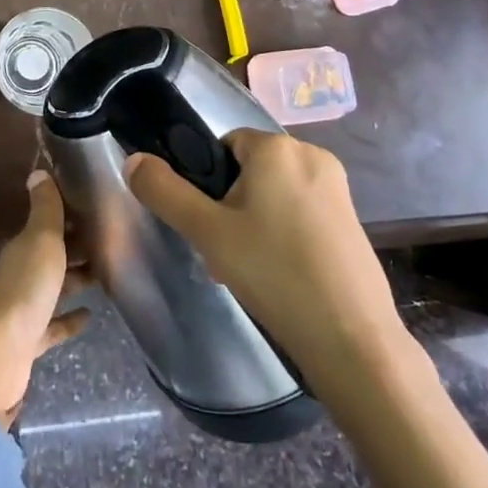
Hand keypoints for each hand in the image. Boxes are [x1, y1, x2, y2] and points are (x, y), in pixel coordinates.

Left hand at [0, 171, 91, 421]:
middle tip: (112, 243)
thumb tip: (37, 170)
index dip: (72, 216)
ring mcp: (24, 309)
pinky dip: (70, 319)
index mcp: (24, 247)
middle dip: (78, 247)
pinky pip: (53, 326)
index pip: (49, 224)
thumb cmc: (25, 288)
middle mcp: (22, 273)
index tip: (99, 210)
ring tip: (108, 274)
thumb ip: (45, 208)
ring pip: (55, 288)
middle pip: (53, 256)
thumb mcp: (41, 239)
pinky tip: (89, 316)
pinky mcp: (30, 342)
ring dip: (77, 280)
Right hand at [124, 130, 403, 373]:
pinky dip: (286, 235)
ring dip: (256, 223)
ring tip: (250, 271)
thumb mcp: (207, 232)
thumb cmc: (275, 274)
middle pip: (250, 170)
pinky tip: (281, 277)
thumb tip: (134, 159)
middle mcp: (312, 154)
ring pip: (276, 194)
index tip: (208, 225)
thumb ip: (165, 192)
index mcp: (277, 147)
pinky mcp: (353, 220)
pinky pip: (303, 213)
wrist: (353, 342)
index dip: (209, 183)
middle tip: (225, 253)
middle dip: (231, 206)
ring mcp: (338, 189)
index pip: (224, 145)